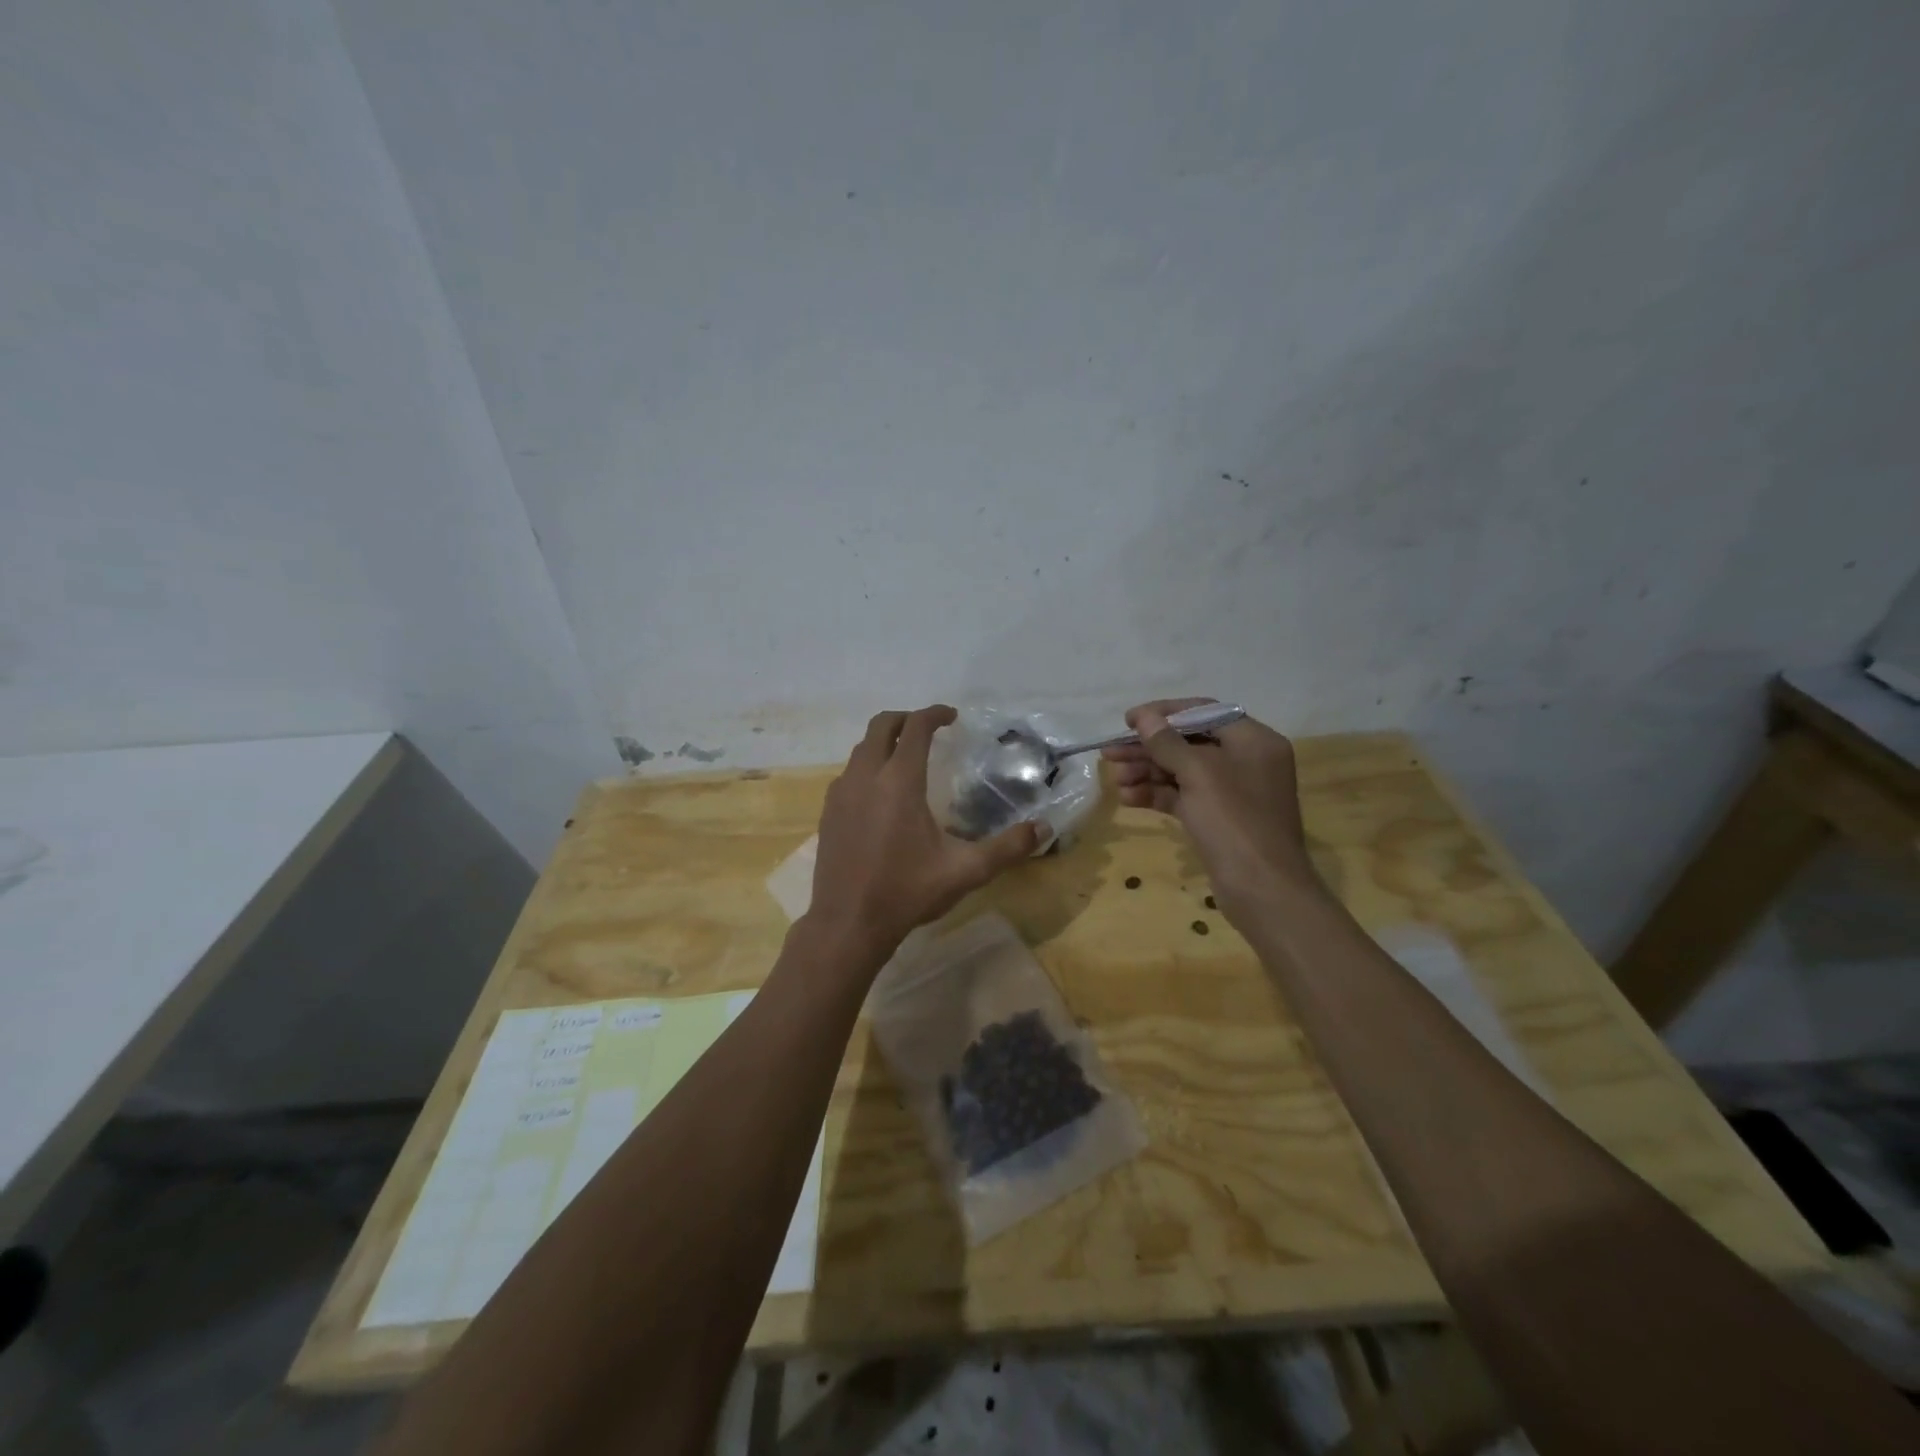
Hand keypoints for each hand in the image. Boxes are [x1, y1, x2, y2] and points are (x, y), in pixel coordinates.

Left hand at [805, 706, 1043, 964]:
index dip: (934, 714)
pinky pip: (848, 773)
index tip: (952, 716)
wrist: (847, 924)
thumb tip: (1043, 828)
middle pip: (880, 726)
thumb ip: (1007, 848)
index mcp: (899, 781)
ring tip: (906, 758)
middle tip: (929, 729)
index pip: (915, 728)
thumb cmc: (907, 892)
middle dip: (905, 718)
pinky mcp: (827, 812)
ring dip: (883, 742)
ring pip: (860, 749)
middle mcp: (865, 777)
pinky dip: (867, 767)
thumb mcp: (965, 871)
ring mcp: (841, 794)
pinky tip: (881, 794)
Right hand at [1102, 698, 1320, 921]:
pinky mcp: (1217, 818)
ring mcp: (1231, 792)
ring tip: (1115, 778)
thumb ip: (1168, 743)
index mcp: (1253, 741)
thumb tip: (1144, 717)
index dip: (1164, 713)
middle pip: (1189, 743)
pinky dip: (1157, 794)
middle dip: (1148, 748)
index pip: (1204, 712)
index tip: (1129, 720)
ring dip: (1147, 772)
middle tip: (1110, 753)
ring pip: (1182, 771)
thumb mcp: (1199, 774)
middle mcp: (1245, 761)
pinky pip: (1183, 796)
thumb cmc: (1235, 821)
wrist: (1262, 890)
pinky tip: (1128, 798)